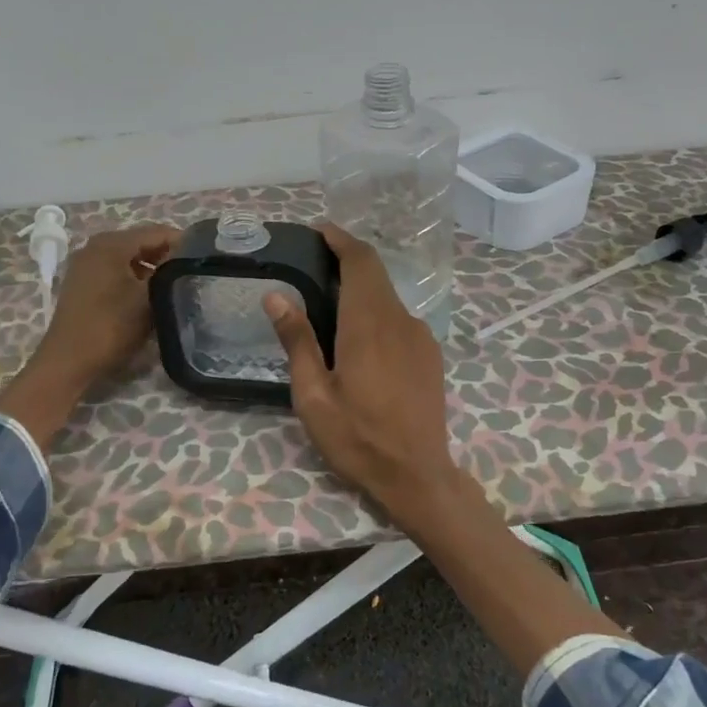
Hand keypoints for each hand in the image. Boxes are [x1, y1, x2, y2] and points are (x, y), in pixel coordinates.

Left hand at [0, 222, 177, 445]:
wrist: (69, 360)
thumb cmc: (112, 325)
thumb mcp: (148, 297)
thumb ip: (168, 270)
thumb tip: (184, 257)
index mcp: (112, 243)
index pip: (156, 232)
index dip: (183, 242)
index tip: (203, 258)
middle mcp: (96, 245)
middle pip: (141, 241)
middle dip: (167, 254)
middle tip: (191, 271)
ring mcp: (86, 263)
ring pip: (128, 256)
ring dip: (151, 266)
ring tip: (174, 284)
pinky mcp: (82, 281)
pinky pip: (115, 269)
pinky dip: (134, 275)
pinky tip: (148, 293)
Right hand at [263, 224, 464, 524]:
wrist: (418, 475)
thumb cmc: (358, 438)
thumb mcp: (314, 396)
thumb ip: (298, 342)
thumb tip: (276, 297)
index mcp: (368, 324)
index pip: (360, 261)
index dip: (341, 239)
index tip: (319, 230)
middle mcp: (399, 320)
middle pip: (375, 273)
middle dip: (347, 259)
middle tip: (314, 264)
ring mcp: (420, 336)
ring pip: (387, 297)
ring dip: (361, 289)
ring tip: (329, 305)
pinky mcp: (430, 354)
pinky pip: (399, 319)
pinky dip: (376, 312)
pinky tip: (359, 340)